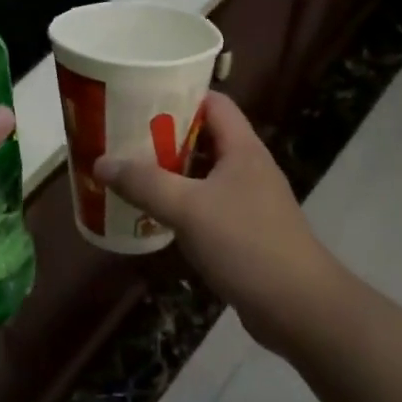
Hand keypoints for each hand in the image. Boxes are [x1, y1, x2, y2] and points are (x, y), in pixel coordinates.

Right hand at [94, 91, 332, 349]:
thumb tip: (100, 162)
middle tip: (124, 134)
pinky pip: (207, 204)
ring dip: (171, 170)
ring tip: (131, 170)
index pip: (213, 102)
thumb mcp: (188, 208)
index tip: (140, 96)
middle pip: (204, 135)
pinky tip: (154, 213)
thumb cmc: (246, 244)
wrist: (300, 308)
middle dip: (165, 134)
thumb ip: (144, 183)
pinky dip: (181, 202)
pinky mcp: (246, 231)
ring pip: (204, 172)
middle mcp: (248, 167)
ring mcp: (249, 200)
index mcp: (242, 148)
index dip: (179, 93)